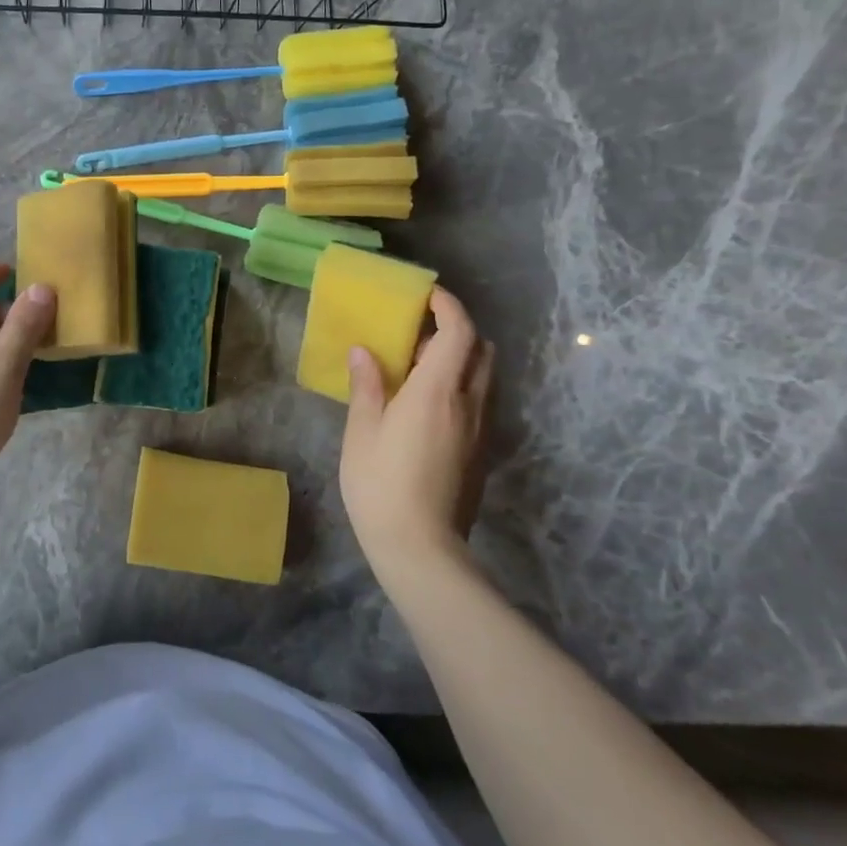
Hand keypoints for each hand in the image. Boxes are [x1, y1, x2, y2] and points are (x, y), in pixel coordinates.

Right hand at [339, 287, 494, 568]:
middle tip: (419, 335)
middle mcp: (469, 403)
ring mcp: (481, 430)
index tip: (426, 295)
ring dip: (461, 360)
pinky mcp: (482, 453)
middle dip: (457, 330)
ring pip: (484, 377)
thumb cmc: (381, 484)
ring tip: (420, 369)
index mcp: (438, 391)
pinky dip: (461, 387)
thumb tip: (363, 350)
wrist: (421, 549)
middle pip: (481, 349)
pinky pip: (480, 402)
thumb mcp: (362, 431)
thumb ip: (367, 385)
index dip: (448, 306)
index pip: (460, 331)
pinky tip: (427, 407)